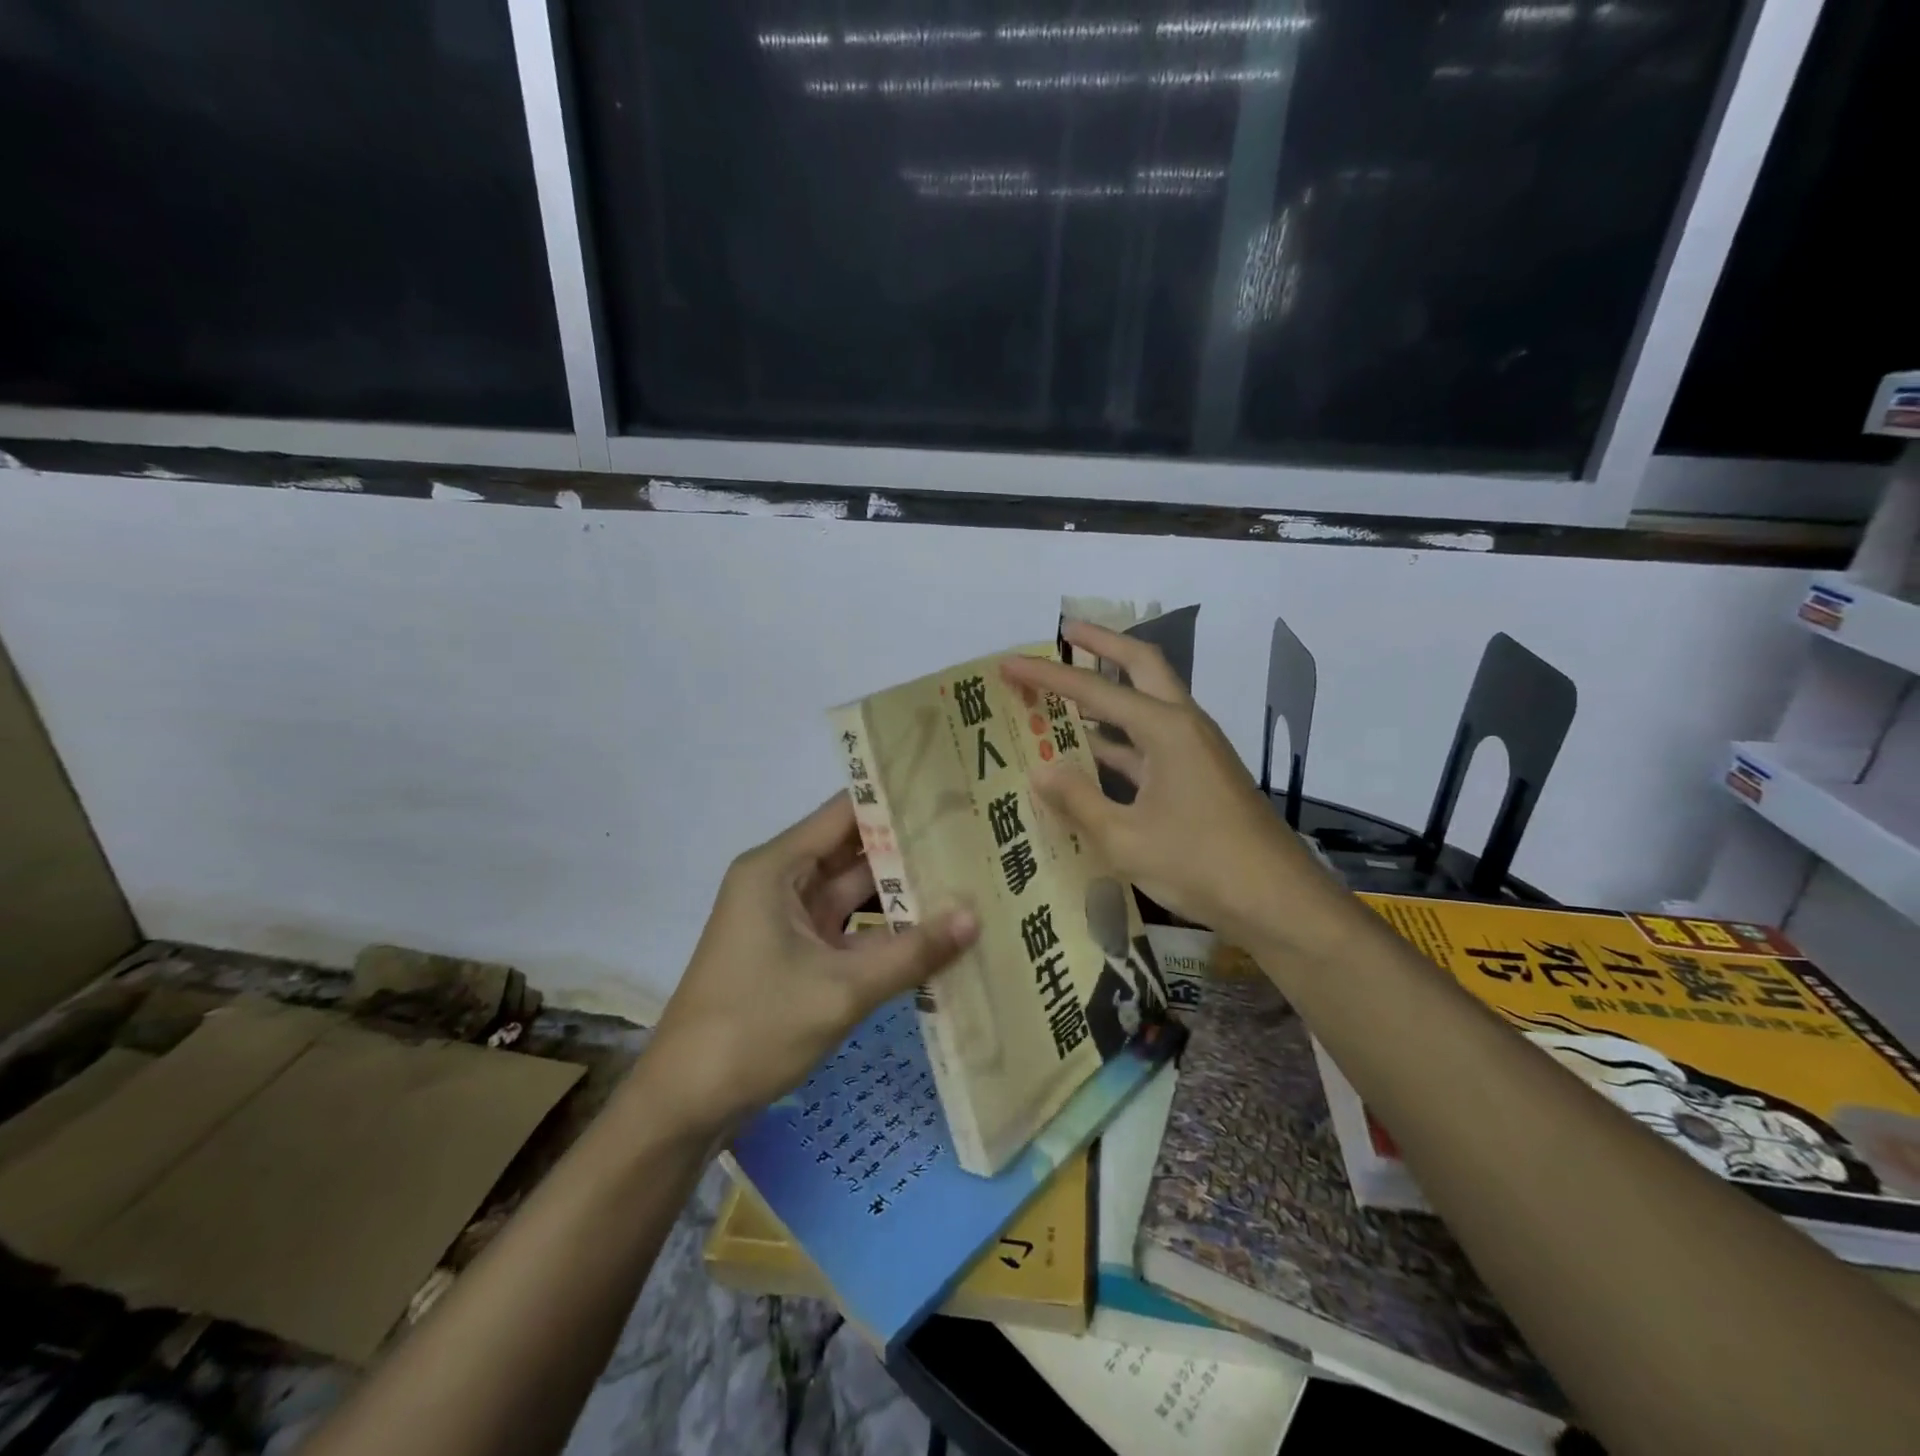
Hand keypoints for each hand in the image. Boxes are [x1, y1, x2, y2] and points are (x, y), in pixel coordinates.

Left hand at [636, 794, 977, 1137]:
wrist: (684, 1106)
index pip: (846, 813)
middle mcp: (782, 882)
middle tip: (972, 839)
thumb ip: (911, 953)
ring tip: (967, 879)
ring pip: (855, 893)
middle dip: (909, 849)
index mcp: (777, 868)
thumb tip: (975, 918)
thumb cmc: (753, 1030)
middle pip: (854, 850)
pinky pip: (849, 930)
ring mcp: (788, 921)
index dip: (896, 801)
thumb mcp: (840, 990)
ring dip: (902, 894)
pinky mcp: (796, 955)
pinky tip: (936, 934)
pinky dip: (886, 933)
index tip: (950, 797)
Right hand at [1000, 621, 1350, 953]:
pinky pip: (1151, 743)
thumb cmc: (1200, 865)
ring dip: (1109, 693)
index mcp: (1166, 729)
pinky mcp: (1199, 776)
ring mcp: (1196, 751)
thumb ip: (1078, 800)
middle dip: (1102, 644)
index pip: (1094, 690)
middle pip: (1141, 666)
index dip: (1047, 676)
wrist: (1277, 903)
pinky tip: (1090, 756)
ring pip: (1147, 704)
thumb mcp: (1125, 839)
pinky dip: (1119, 739)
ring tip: (1065, 694)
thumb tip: (1040, 769)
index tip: (1009, 663)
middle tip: (1066, 633)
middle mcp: (1184, 726)